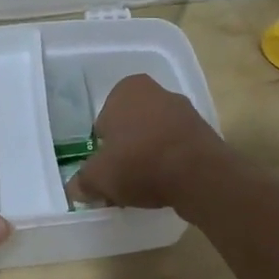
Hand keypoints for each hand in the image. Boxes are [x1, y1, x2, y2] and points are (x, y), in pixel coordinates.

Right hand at [67, 74, 226, 209]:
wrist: (199, 175)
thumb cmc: (140, 163)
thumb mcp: (99, 177)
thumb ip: (83, 181)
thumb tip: (74, 189)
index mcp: (127, 89)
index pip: (104, 119)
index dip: (103, 146)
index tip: (106, 167)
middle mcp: (157, 91)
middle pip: (131, 126)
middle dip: (126, 149)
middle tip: (122, 178)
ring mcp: (184, 110)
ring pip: (154, 136)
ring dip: (148, 156)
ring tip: (144, 186)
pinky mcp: (204, 132)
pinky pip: (176, 148)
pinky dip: (169, 162)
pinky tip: (167, 183)